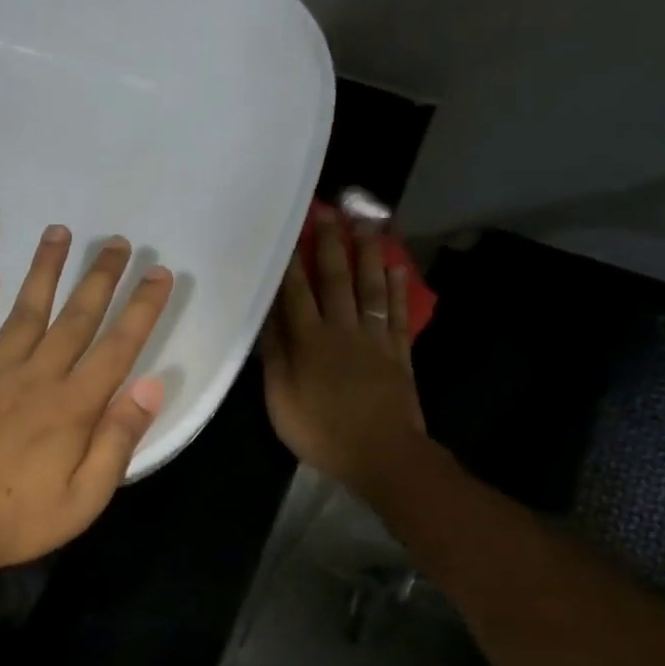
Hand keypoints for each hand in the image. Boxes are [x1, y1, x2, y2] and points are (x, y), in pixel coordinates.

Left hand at [0, 226, 172, 583]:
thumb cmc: (14, 521)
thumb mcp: (83, 499)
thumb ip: (117, 441)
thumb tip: (150, 387)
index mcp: (72, 408)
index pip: (117, 348)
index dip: (142, 309)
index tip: (159, 273)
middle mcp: (35, 378)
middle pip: (75, 318)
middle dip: (100, 277)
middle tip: (117, 241)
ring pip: (24, 312)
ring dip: (44, 272)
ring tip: (58, 233)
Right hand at [260, 209, 426, 492]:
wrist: (381, 454)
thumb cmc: (322, 432)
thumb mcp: (281, 401)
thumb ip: (274, 358)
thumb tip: (267, 320)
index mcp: (309, 342)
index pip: (296, 293)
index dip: (291, 262)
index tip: (288, 230)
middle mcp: (342, 331)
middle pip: (336, 280)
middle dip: (330, 244)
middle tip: (328, 211)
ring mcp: (374, 339)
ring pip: (370, 288)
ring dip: (367, 254)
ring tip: (366, 225)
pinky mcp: (398, 352)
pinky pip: (396, 312)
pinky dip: (396, 288)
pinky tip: (396, 267)